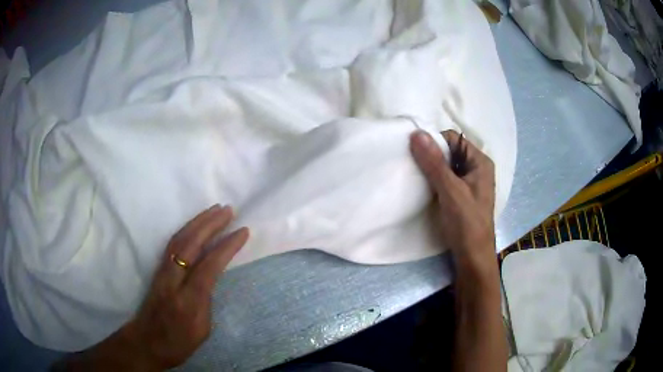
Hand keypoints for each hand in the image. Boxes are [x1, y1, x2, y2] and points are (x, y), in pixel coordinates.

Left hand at [124, 205, 248, 369]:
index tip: (243, 231)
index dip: (227, 247)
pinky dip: (185, 230)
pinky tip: (194, 225)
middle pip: (190, 245)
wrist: (146, 342)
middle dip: (210, 224)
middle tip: (228, 209)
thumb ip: (207, 301)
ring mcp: (162, 273)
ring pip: (178, 240)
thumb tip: (211, 277)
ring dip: (197, 222)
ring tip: (214, 210)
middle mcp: (173, 282)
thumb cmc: (179, 343)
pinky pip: (172, 244)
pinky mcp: (157, 270)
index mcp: (188, 302)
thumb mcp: (203, 331)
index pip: (209, 267)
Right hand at [410, 130, 495, 271]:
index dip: (435, 143)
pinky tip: (424, 188)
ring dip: (431, 169)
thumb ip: (434, 163)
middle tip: (414, 166)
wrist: (472, 257)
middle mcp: (477, 168)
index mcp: (480, 162)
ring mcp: (470, 183)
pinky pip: (446, 179)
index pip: (454, 139)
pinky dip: (434, 181)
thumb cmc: (467, 223)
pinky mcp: (462, 195)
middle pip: (450, 151)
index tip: (417, 155)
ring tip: (417, 177)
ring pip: (446, 166)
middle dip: (431, 156)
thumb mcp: (450, 191)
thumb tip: (416, 133)